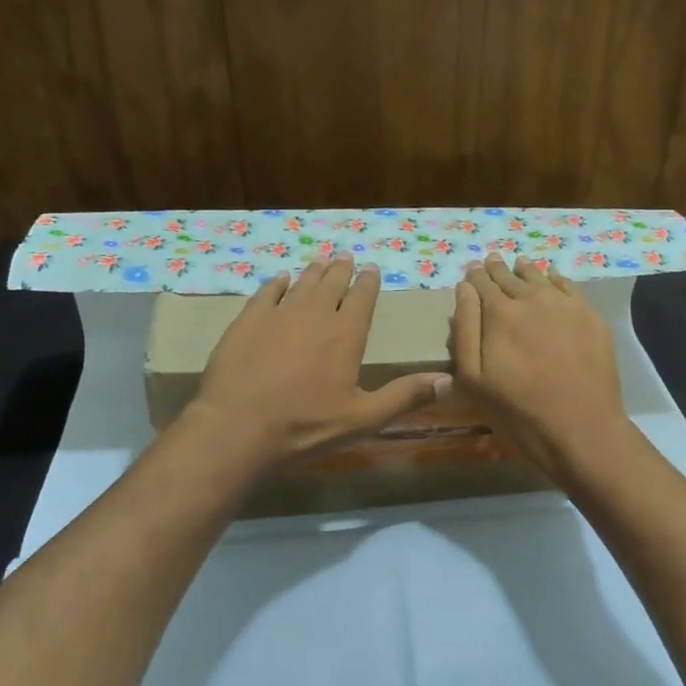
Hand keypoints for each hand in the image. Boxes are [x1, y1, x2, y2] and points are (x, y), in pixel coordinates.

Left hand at [190, 255, 449, 466]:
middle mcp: (314, 315)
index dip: (369, 282)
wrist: (238, 427)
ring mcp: (278, 315)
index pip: (362, 299)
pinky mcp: (247, 322)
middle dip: (342, 270)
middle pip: (332, 284)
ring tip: (321, 262)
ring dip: (314, 272)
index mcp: (346, 335)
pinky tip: (281, 279)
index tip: (372, 268)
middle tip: (346, 257)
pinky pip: (266, 293)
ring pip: (301, 285)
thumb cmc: (305, 426)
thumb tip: (448, 380)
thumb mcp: (363, 418)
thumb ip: (405, 397)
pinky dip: (277, 284)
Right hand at [451, 254, 628, 475]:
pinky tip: (552, 278)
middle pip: (510, 276)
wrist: (580, 427)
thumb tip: (464, 288)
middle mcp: (532, 298)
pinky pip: (569, 287)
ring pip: (540, 277)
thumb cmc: (518, 410)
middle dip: (498, 269)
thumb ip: (465, 329)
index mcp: (499, 313)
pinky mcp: (591, 317)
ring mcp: (565, 305)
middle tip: (492, 261)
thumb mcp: (473, 378)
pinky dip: (556, 279)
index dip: (475, 275)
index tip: (472, 268)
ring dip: (526, 270)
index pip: (481, 283)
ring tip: (519, 264)